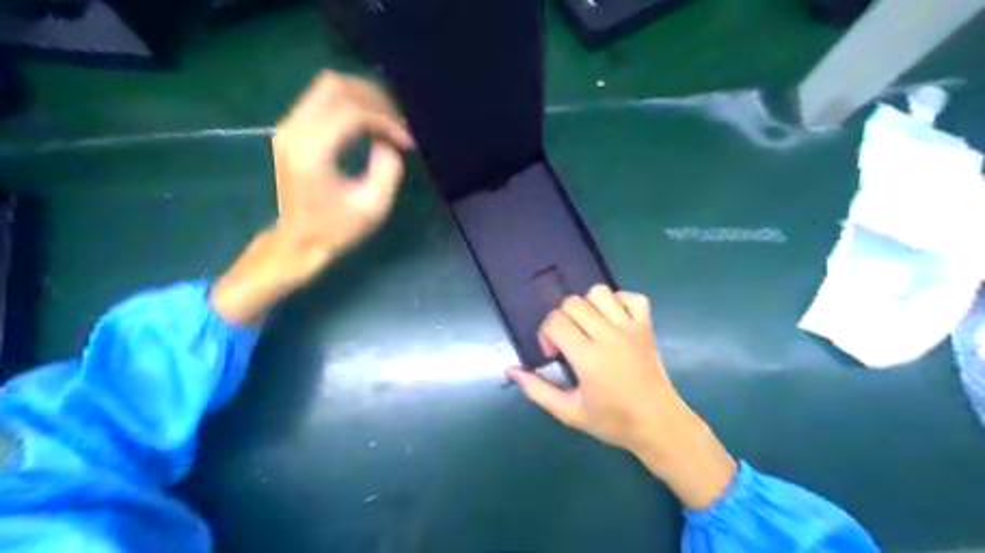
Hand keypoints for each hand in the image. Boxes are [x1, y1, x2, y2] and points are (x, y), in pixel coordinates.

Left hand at [268, 70, 411, 281]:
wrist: (298, 241)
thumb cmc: (337, 229)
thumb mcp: (372, 207)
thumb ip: (387, 169)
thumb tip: (387, 142)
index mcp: (312, 152)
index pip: (352, 112)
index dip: (386, 120)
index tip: (406, 141)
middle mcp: (294, 130)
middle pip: (337, 87)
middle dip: (376, 100)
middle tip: (399, 124)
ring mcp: (289, 126)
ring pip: (328, 86)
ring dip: (364, 98)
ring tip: (388, 121)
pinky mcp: (292, 129)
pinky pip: (322, 98)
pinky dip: (351, 103)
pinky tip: (370, 123)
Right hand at [508, 287, 728, 506]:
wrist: (658, 424)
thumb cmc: (612, 421)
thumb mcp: (569, 413)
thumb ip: (537, 390)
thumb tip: (511, 370)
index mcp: (588, 358)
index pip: (555, 322)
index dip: (546, 334)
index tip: (554, 355)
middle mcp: (609, 336)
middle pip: (573, 303)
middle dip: (562, 319)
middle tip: (568, 342)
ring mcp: (631, 328)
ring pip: (600, 292)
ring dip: (587, 306)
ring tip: (588, 327)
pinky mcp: (647, 327)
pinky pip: (632, 297)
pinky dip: (619, 301)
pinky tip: (613, 320)